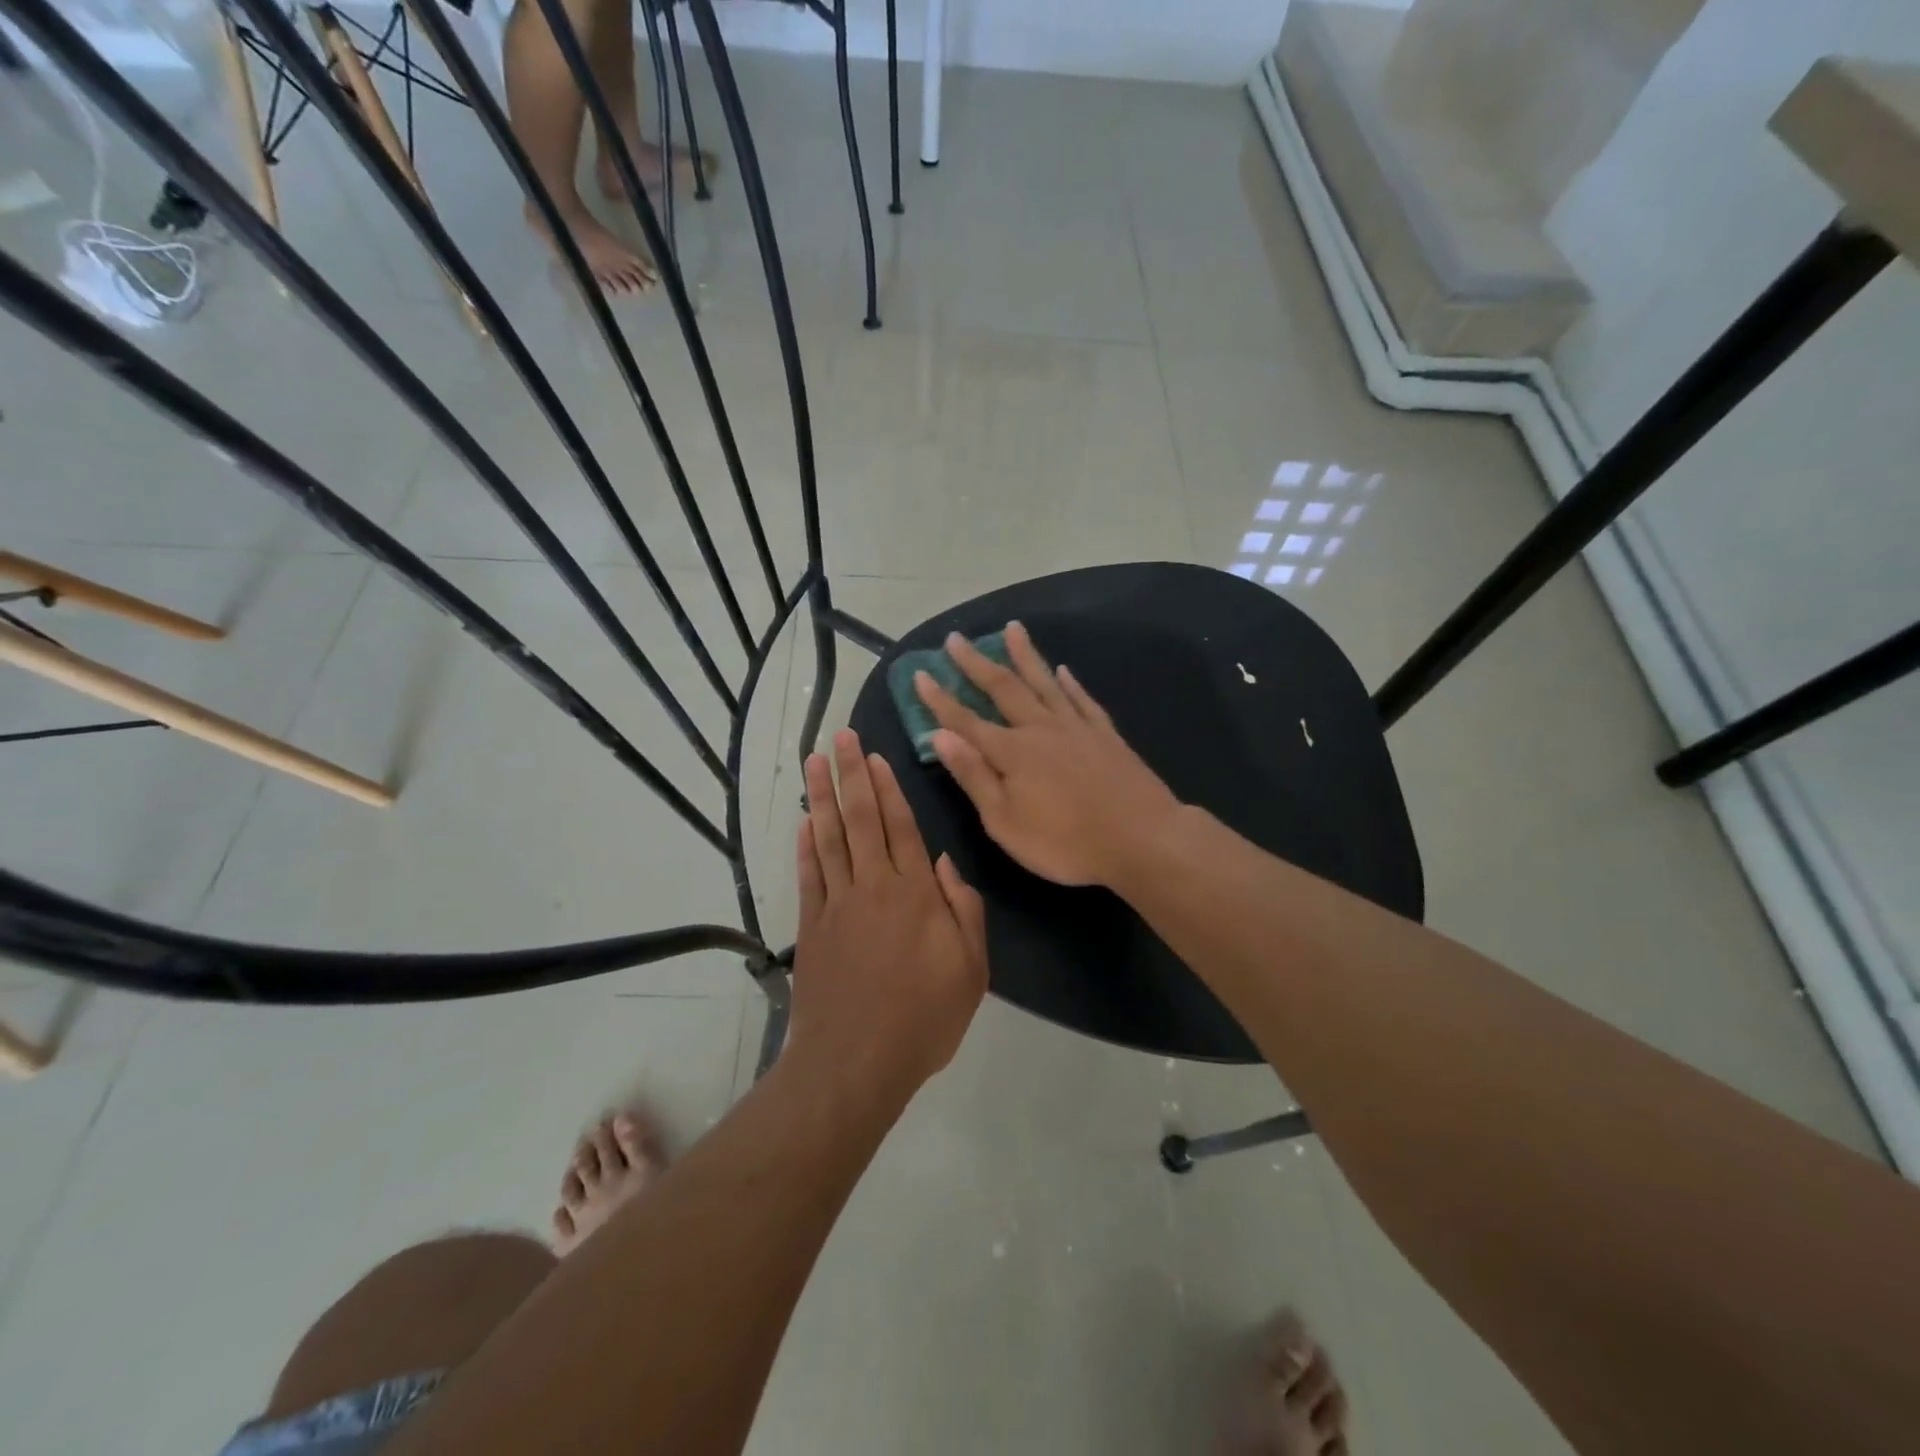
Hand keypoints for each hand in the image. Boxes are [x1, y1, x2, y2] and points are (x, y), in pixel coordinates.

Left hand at [788, 729, 989, 1094]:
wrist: (856, 1063)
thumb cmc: (924, 1019)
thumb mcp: (970, 971)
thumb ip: (965, 912)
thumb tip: (948, 864)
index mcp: (916, 895)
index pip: (900, 827)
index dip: (887, 788)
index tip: (874, 755)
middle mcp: (874, 888)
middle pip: (860, 819)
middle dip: (850, 774)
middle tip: (838, 736)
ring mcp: (837, 905)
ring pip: (829, 838)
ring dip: (821, 797)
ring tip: (813, 761)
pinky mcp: (812, 928)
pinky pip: (809, 876)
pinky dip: (805, 847)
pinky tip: (803, 823)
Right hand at [913, 621, 1181, 887]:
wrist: (1142, 838)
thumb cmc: (1066, 843)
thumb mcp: (1006, 822)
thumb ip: (974, 777)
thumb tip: (940, 736)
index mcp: (1012, 752)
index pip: (965, 720)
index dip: (940, 698)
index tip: (921, 673)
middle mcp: (1040, 729)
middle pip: (1003, 688)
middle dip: (976, 663)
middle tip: (956, 639)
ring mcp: (1076, 727)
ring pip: (1044, 682)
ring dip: (1024, 655)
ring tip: (1012, 628)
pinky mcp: (1106, 735)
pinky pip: (1082, 699)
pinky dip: (1070, 683)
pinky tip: (1063, 670)